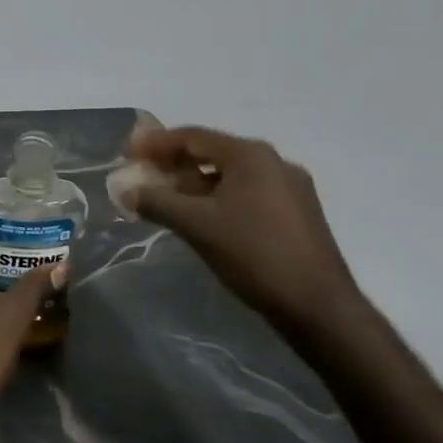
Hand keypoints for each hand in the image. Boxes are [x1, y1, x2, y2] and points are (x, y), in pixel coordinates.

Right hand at [120, 125, 359, 333]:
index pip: (192, 136)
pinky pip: (247, 192)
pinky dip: (218, 197)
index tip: (126, 153)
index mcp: (250, 155)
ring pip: (230, 175)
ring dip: (195, 183)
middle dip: (174, 163)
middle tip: (143, 175)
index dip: (155, 143)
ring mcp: (290, 187)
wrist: (318, 305)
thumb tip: (125, 190)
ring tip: (167, 199)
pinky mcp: (297, 212)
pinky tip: (203, 218)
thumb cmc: (253, 255)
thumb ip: (157, 202)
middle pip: (212, 152)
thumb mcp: (196, 226)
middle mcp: (273, 161)